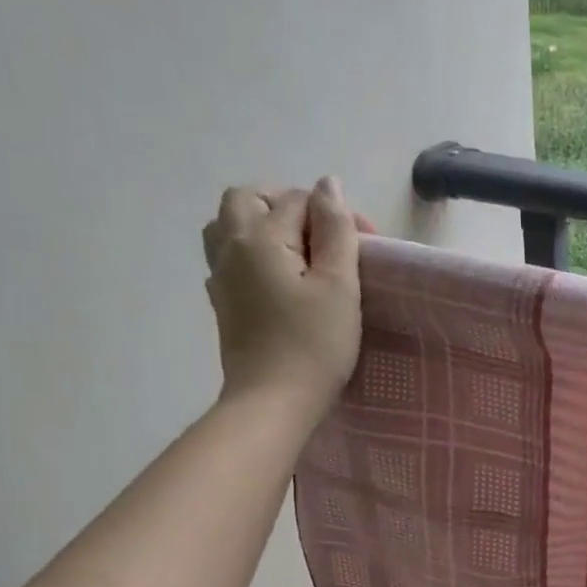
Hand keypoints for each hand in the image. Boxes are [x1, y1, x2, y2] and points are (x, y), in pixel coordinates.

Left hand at [202, 179, 364, 408]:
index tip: (366, 246)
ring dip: (262, 225)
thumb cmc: (314, 345)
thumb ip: (336, 230)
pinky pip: (228, 257)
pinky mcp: (222, 303)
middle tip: (322, 236)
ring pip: (229, 226)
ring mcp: (220, 277)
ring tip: (298, 253)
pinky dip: (252, 253)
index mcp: (261, 237)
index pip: (297, 200)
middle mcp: (231, 247)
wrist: (273, 402)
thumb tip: (328, 184)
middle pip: (248, 199)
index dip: (335, 214)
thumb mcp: (339, 285)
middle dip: (287, 206)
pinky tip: (278, 280)